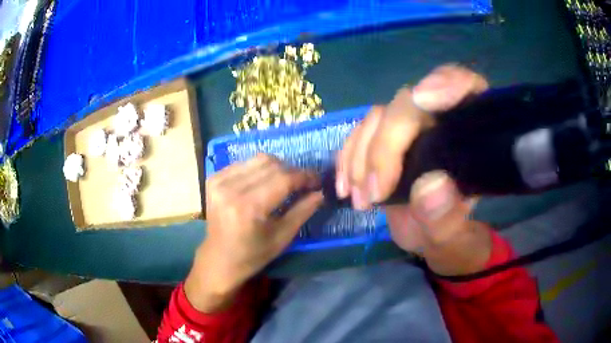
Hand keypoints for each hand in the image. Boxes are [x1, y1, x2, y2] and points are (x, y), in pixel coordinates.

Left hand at [185, 154, 322, 311]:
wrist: (219, 258)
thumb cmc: (253, 255)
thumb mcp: (282, 237)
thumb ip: (302, 211)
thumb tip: (320, 192)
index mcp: (248, 207)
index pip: (283, 179)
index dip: (304, 176)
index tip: (317, 181)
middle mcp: (231, 188)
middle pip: (272, 164)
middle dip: (293, 171)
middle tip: (304, 183)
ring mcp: (219, 181)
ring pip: (259, 159)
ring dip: (277, 168)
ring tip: (285, 181)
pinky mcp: (213, 179)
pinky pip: (244, 163)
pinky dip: (259, 169)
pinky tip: (264, 182)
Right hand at [336, 64, 490, 274]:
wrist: (429, 241)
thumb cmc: (450, 239)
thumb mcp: (453, 240)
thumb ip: (447, 219)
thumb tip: (430, 185)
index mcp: (471, 138)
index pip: (468, 88)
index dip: (448, 82)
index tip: (425, 99)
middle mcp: (441, 123)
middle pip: (409, 104)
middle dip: (386, 146)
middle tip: (374, 194)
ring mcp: (410, 129)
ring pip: (379, 117)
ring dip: (362, 157)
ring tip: (360, 200)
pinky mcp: (385, 141)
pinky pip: (360, 134)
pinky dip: (347, 158)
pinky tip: (345, 187)